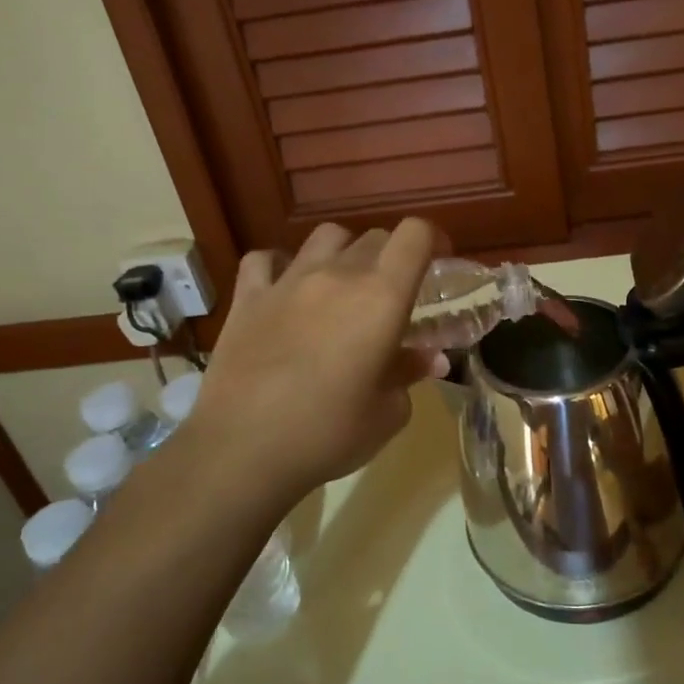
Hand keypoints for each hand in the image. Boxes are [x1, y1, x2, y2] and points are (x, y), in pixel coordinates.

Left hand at [186, 219, 448, 500]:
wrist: (243, 449)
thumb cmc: (328, 434)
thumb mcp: (388, 413)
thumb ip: (410, 373)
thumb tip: (429, 358)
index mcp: (381, 297)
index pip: (415, 235)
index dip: (434, 239)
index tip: (440, 263)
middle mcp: (337, 275)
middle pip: (375, 237)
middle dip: (393, 257)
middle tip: (393, 294)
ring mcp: (288, 281)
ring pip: (325, 236)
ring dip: (343, 253)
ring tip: (341, 285)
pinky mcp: (248, 297)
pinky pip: (265, 259)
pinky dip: (280, 266)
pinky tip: (284, 289)